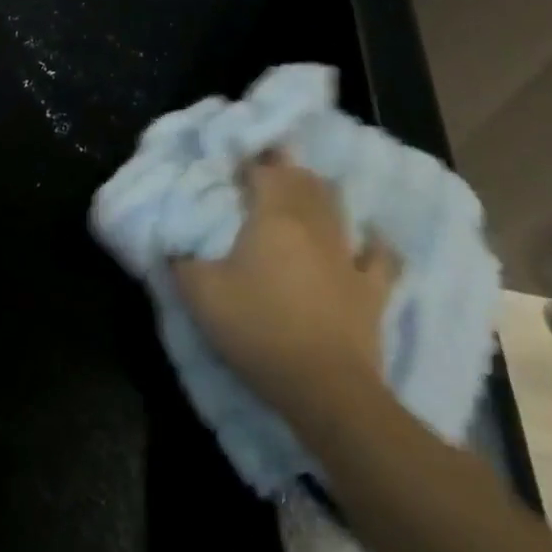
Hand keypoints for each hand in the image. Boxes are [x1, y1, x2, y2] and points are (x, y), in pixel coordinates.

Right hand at [172, 154, 399, 426]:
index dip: (249, 163)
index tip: (233, 165)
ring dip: (320, 193)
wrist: (325, 388)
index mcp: (272, 216)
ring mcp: (346, 255)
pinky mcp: (372, 289)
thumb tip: (170, 245)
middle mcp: (312, 224)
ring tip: (305, 189)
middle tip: (265, 169)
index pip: (263, 172)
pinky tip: (372, 236)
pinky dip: (375, 242)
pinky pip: (381, 256)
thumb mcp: (201, 294)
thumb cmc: (259, 329)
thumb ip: (181, 261)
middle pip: (302, 181)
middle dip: (284, 169)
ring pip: (336, 207)